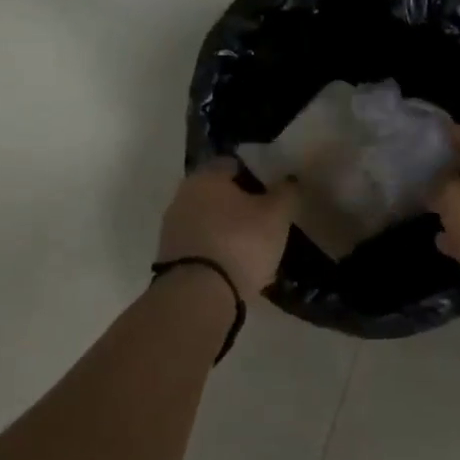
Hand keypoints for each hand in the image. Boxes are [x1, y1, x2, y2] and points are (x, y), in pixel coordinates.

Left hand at [156, 159, 296, 297]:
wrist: (198, 295)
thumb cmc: (241, 242)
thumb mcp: (277, 215)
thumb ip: (286, 192)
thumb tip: (288, 180)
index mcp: (206, 176)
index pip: (234, 163)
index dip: (256, 174)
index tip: (273, 191)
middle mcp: (183, 195)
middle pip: (218, 193)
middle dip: (241, 204)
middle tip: (266, 219)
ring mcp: (172, 228)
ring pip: (209, 221)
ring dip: (228, 229)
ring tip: (255, 248)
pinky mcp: (170, 258)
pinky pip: (202, 246)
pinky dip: (218, 252)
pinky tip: (237, 267)